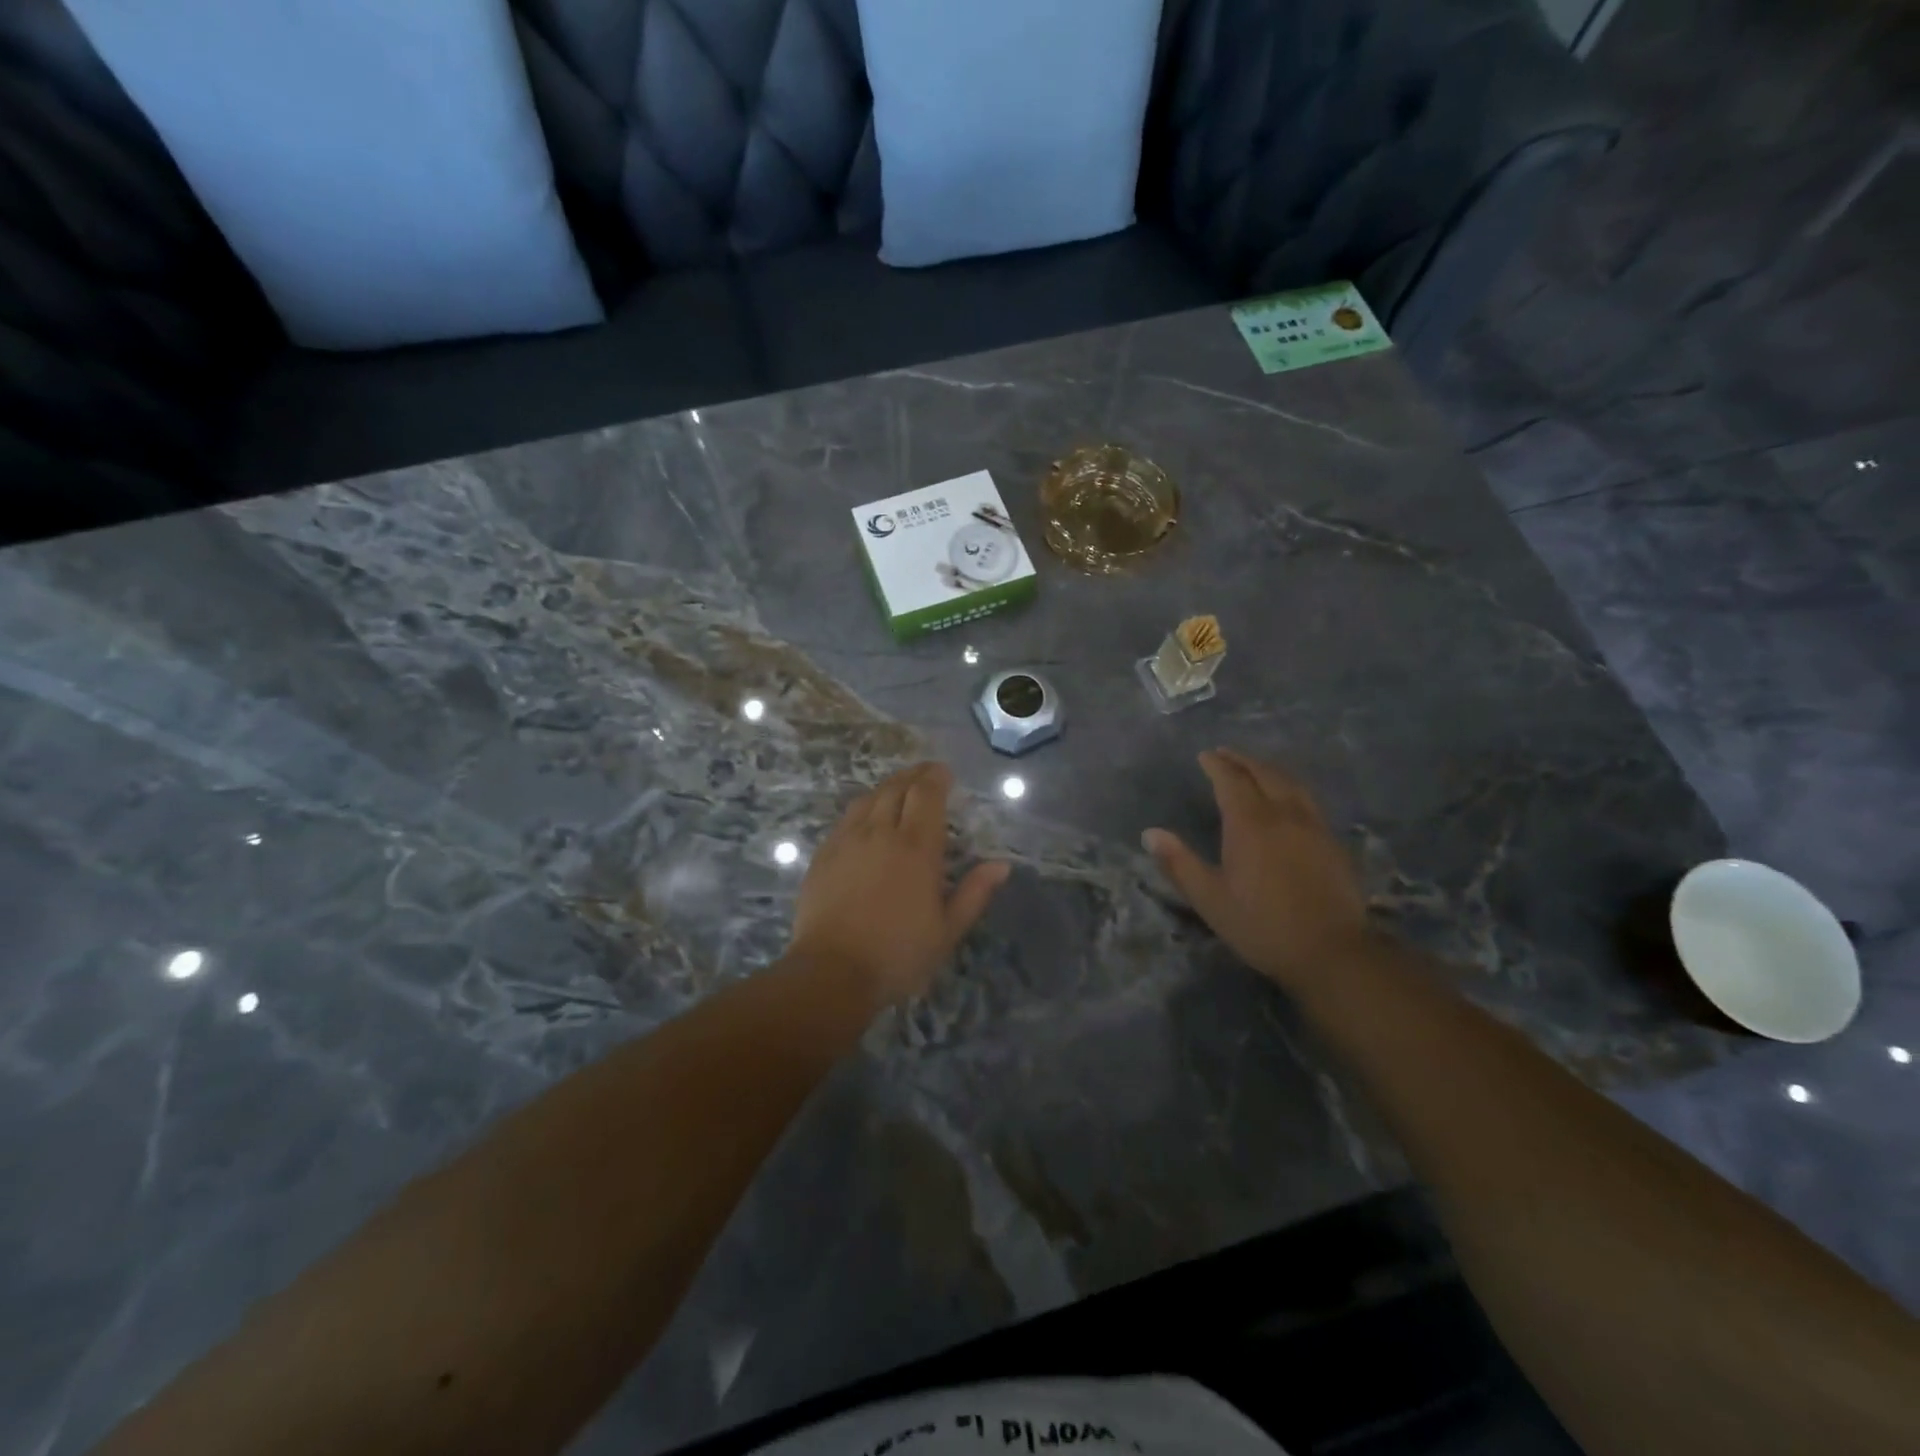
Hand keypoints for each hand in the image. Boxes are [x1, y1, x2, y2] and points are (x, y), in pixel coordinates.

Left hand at [791, 762, 1010, 1007]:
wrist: (832, 972)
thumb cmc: (898, 954)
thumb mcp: (947, 930)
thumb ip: (975, 893)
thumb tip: (1001, 865)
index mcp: (916, 848)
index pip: (926, 794)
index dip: (936, 777)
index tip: (944, 772)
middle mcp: (880, 833)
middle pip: (897, 788)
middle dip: (914, 775)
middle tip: (926, 773)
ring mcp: (847, 841)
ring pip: (869, 798)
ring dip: (887, 787)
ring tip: (899, 789)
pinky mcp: (824, 854)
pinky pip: (846, 818)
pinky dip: (863, 807)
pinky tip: (866, 817)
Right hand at [1143, 748, 1367, 991]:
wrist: (1333, 951)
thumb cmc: (1262, 926)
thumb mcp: (1210, 900)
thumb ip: (1179, 863)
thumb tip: (1149, 834)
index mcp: (1250, 824)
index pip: (1231, 781)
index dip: (1217, 765)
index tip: (1204, 756)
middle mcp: (1283, 814)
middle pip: (1264, 774)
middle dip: (1242, 760)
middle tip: (1226, 753)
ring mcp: (1313, 826)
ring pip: (1290, 783)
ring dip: (1269, 769)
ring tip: (1255, 767)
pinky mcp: (1332, 841)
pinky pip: (1308, 799)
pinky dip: (1290, 786)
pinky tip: (1289, 798)